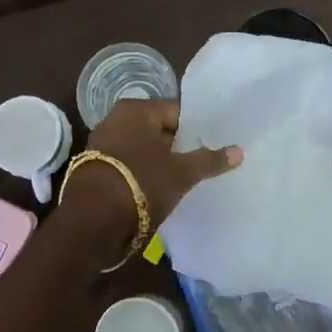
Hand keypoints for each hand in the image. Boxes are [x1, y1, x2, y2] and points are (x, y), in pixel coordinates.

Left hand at [72, 99, 241, 229]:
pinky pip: (129, 164)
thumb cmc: (142, 183)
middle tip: (201, 163)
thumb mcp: (181, 173)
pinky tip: (158, 189)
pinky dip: (143, 173)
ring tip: (183, 179)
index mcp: (136, 110)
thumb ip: (209, 159)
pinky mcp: (96, 168)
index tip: (212, 145)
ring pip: (143, 148)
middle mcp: (116, 119)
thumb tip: (239, 150)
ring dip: (160, 161)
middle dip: (178, 146)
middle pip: (159, 130)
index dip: (196, 129)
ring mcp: (103, 144)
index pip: (177, 111)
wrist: (93, 221)